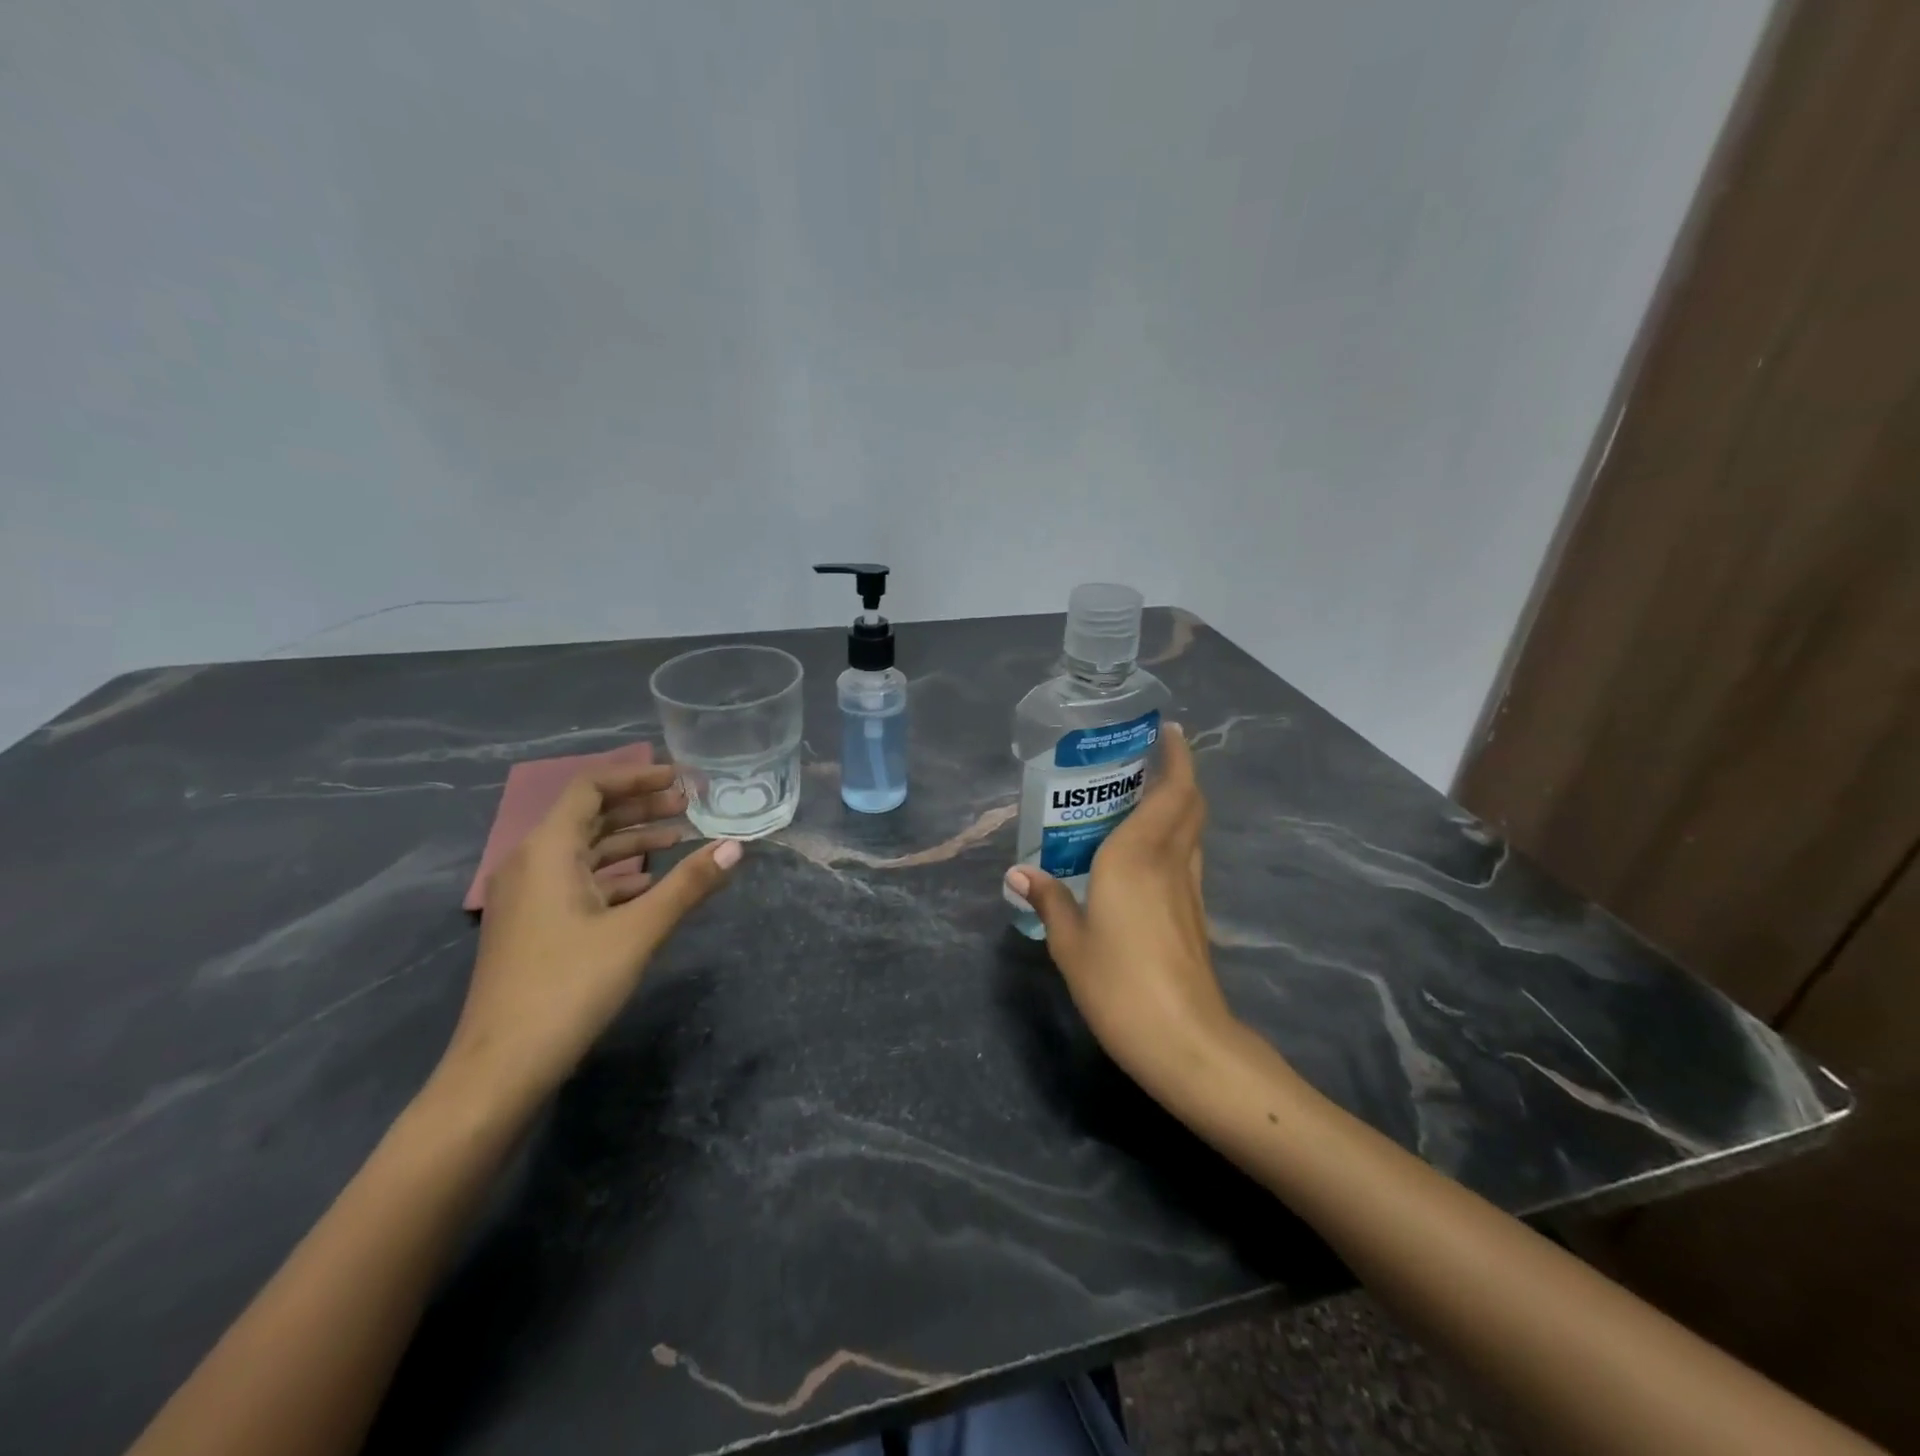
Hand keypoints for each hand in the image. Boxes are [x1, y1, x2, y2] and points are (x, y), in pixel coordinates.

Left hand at [441, 762, 741, 1105]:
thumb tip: (736, 847)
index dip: (637, 776)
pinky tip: (651, 885)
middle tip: (691, 805)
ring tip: (680, 837)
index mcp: (547, 851)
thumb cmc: (568, 988)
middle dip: (641, 806)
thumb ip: (688, 885)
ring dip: (632, 840)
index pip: (591, 788)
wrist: (500, 1068)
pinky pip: (579, 880)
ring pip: (586, 850)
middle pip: (589, 816)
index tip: (681, 778)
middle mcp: (531, 863)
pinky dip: (617, 874)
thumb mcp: (637, 931)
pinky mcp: (535, 926)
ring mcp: (529, 897)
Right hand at [1004, 723, 1243, 1099]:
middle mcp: (1169, 861)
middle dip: (1178, 773)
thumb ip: (1049, 899)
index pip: (1171, 792)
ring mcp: (1189, 889)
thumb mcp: (1069, 942)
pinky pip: (1187, 857)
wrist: (1184, 1041)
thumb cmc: (1119, 984)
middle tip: (1146, 759)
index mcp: (1137, 856)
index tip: (1168, 731)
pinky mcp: (1196, 914)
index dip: (1176, 757)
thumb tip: (1019, 872)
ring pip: (1192, 830)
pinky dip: (1174, 837)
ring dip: (1178, 804)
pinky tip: (1145, 853)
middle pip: (1189, 804)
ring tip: (1142, 796)